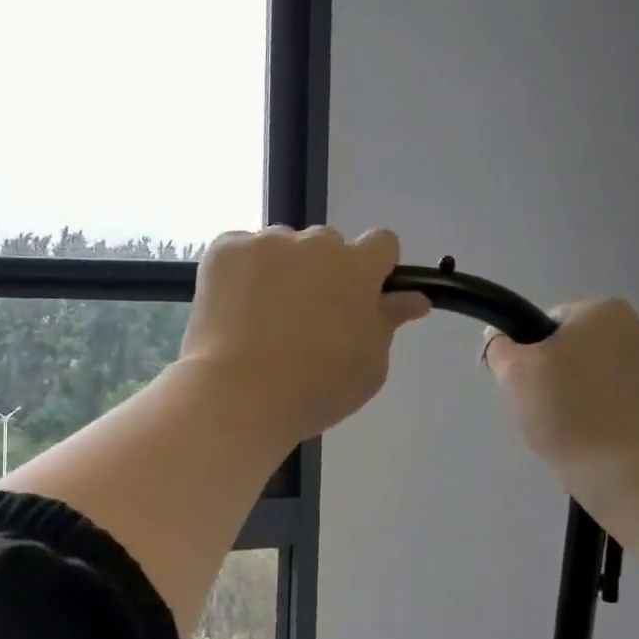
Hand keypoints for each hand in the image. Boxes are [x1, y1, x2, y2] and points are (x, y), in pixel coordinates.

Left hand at [179, 226, 429, 444]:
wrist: (240, 395)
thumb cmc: (316, 388)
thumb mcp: (370, 365)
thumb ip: (389, 322)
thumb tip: (413, 298)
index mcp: (358, 267)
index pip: (382, 243)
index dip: (374, 269)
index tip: (361, 298)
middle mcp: (315, 243)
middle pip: (328, 245)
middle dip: (325, 272)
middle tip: (308, 319)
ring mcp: (266, 243)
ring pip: (284, 247)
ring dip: (284, 270)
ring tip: (265, 318)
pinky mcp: (225, 250)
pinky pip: (242, 249)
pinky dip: (243, 271)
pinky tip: (236, 308)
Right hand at [482, 299, 638, 476]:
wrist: (624, 470)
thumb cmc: (567, 412)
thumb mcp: (515, 373)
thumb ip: (499, 347)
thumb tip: (498, 337)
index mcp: (604, 309)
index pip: (545, 323)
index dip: (523, 353)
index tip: (518, 385)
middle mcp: (635, 327)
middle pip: (569, 347)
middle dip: (550, 373)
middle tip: (538, 407)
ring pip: (589, 373)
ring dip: (571, 392)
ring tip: (563, 425)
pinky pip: (610, 395)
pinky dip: (594, 409)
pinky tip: (586, 434)